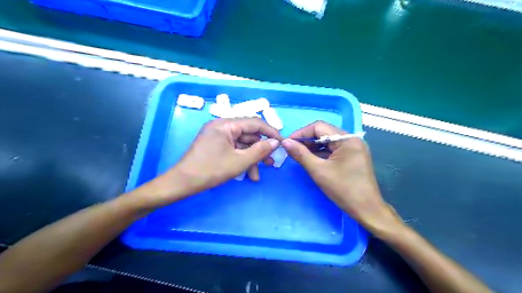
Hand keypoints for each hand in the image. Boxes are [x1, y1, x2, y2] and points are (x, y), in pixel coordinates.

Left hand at [159, 118, 283, 197]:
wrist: (182, 183)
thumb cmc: (211, 170)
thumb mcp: (239, 162)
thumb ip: (260, 151)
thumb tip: (276, 143)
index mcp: (226, 124)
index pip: (254, 123)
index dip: (270, 132)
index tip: (282, 142)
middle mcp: (222, 126)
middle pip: (248, 135)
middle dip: (260, 150)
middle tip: (271, 162)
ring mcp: (218, 136)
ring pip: (242, 144)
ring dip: (251, 159)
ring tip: (257, 175)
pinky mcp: (216, 145)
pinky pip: (234, 149)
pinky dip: (241, 160)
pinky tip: (247, 174)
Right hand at [282, 121, 400, 233]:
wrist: (367, 209)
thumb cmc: (343, 189)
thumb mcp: (318, 171)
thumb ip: (301, 154)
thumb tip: (285, 142)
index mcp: (347, 139)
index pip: (319, 127)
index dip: (301, 133)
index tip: (288, 142)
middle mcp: (352, 139)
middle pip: (324, 132)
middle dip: (307, 140)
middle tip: (292, 149)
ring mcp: (354, 147)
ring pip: (328, 141)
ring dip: (313, 146)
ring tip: (300, 155)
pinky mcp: (353, 156)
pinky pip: (334, 149)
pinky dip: (322, 152)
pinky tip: (312, 159)